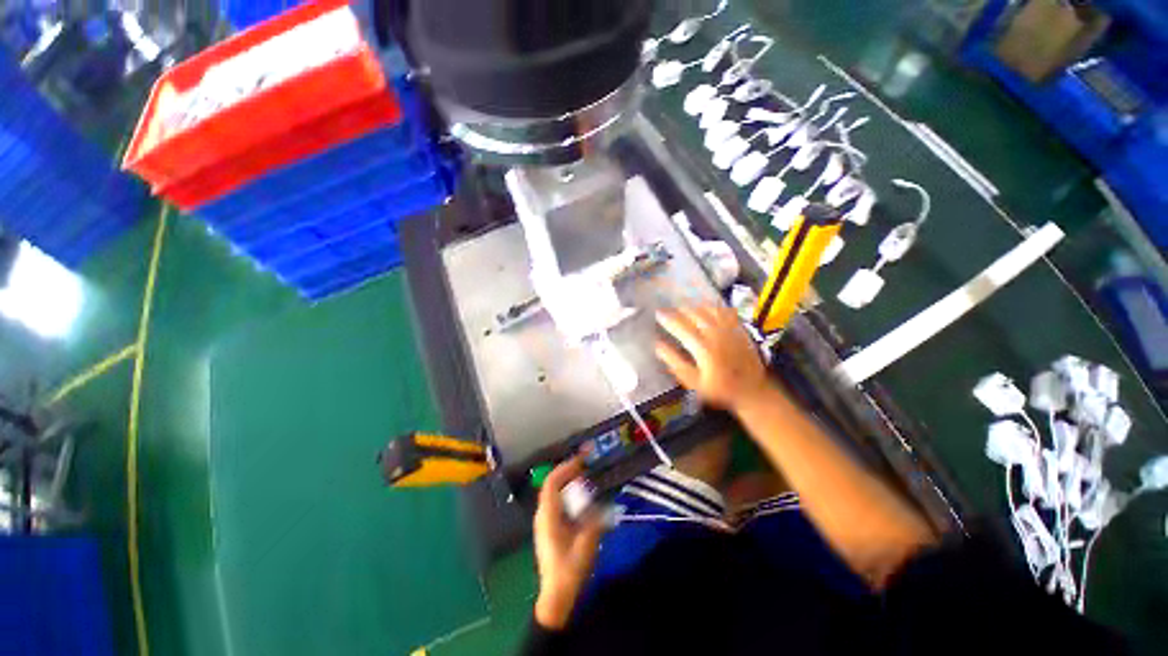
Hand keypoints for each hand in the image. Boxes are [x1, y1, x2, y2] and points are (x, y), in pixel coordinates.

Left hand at [533, 458, 605, 629]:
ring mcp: (545, 521)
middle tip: (586, 464)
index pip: (552, 482)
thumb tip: (604, 504)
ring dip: (569, 481)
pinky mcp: (549, 528)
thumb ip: (595, 521)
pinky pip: (558, 502)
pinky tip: (582, 498)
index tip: (582, 459)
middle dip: (568, 471)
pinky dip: (569, 493)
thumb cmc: (569, 571)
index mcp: (548, 516)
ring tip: (586, 476)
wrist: (556, 596)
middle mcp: (543, 515)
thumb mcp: (586, 545)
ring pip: (555, 492)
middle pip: (552, 484)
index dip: (566, 467)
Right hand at [656, 307, 770, 411]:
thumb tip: (658, 346)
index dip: (668, 319)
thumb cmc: (719, 390)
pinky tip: (708, 307)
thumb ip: (675, 363)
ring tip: (685, 306)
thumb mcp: (693, 382)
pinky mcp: (740, 330)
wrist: (751, 391)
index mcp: (703, 348)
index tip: (658, 314)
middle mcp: (716, 336)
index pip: (681, 328)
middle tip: (670, 309)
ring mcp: (730, 331)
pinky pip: (726, 312)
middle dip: (680, 310)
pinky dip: (714, 307)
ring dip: (695, 307)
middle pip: (695, 315)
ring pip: (710, 311)